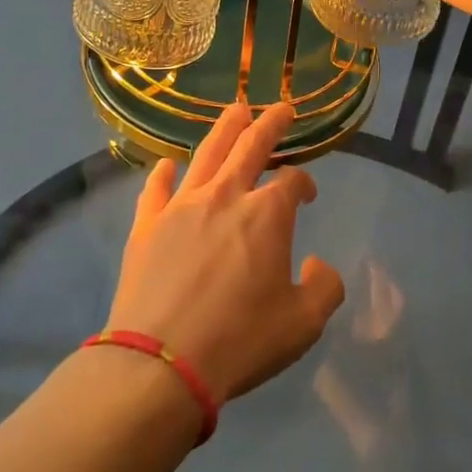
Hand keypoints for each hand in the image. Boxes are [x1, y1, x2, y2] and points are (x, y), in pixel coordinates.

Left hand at [108, 103, 344, 405]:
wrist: (162, 362)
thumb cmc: (240, 340)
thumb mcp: (303, 324)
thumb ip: (323, 287)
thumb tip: (316, 264)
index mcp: (267, 215)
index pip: (293, 182)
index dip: (305, 183)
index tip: (308, 195)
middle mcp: (225, 197)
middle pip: (250, 147)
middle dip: (270, 124)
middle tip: (281, 109)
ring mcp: (181, 206)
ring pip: (206, 154)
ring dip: (225, 129)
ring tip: (237, 110)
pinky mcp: (147, 225)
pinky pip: (156, 188)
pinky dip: (164, 172)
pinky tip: (167, 164)